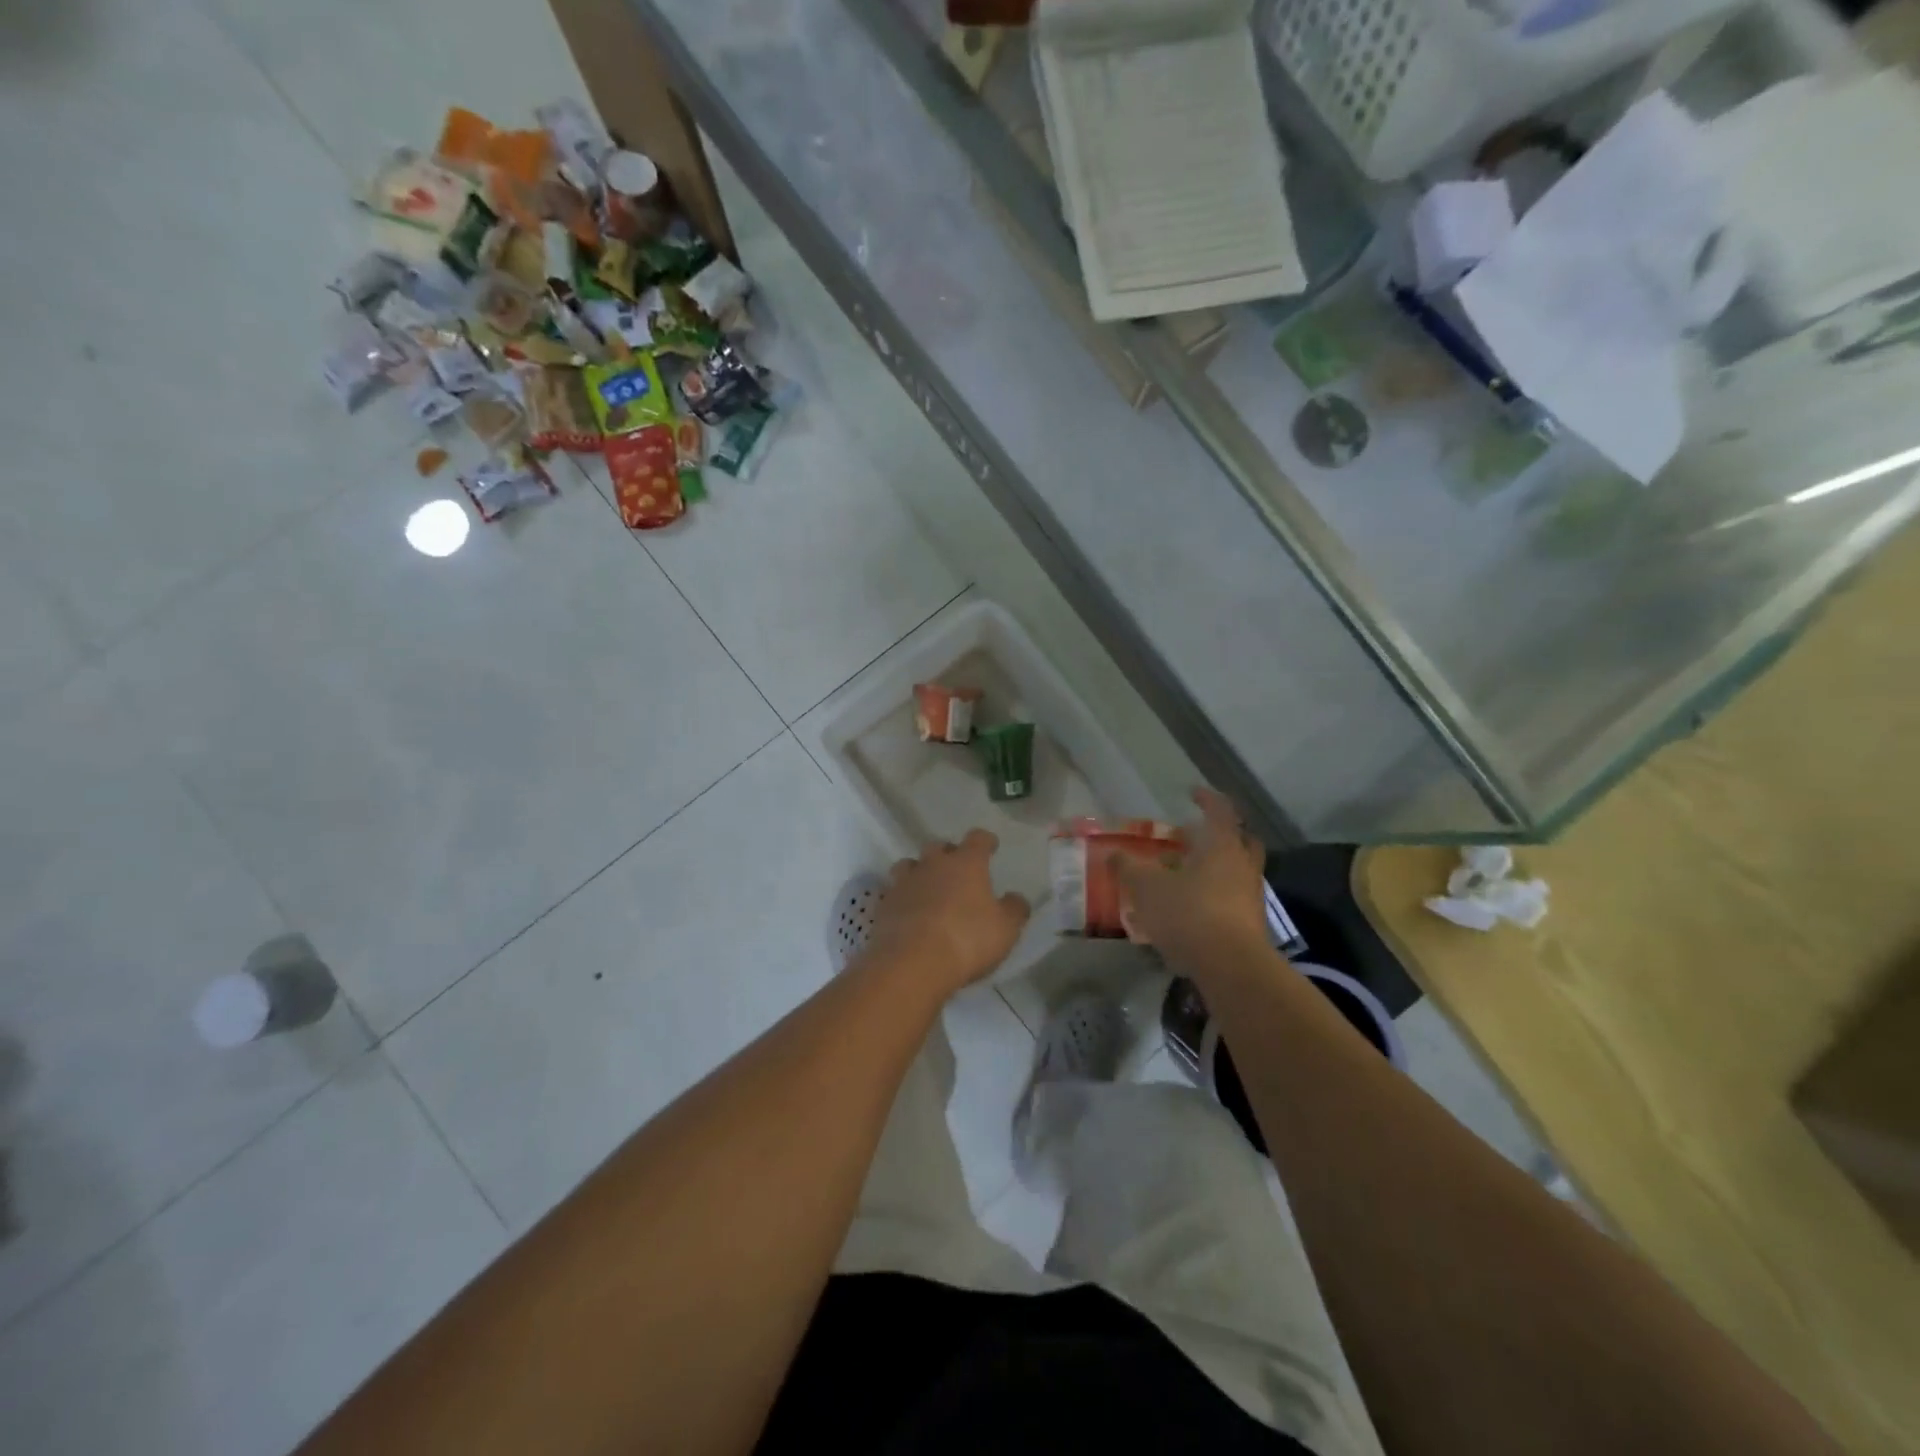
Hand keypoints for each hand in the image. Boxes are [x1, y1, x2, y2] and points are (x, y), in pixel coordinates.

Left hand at [861, 829, 1030, 998]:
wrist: (912, 963)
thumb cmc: (967, 939)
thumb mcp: (1005, 929)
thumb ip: (1014, 910)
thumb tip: (1016, 898)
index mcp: (966, 863)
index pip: (978, 839)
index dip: (985, 841)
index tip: (990, 846)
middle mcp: (933, 864)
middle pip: (938, 847)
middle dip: (948, 854)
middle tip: (956, 869)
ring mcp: (904, 883)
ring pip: (909, 865)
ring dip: (919, 872)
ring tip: (927, 888)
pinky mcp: (884, 905)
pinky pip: (894, 893)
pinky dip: (903, 899)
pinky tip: (909, 914)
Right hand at [1114, 789, 1269, 963]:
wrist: (1232, 968)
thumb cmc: (1189, 915)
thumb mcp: (1148, 889)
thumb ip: (1129, 868)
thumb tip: (1113, 853)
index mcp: (1223, 846)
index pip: (1219, 810)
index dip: (1206, 799)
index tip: (1191, 793)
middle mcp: (1243, 865)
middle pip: (1237, 840)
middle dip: (1214, 836)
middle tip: (1189, 838)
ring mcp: (1251, 896)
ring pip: (1234, 871)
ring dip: (1211, 868)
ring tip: (1180, 876)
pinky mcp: (1251, 925)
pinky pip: (1231, 898)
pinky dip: (1212, 896)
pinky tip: (1187, 909)